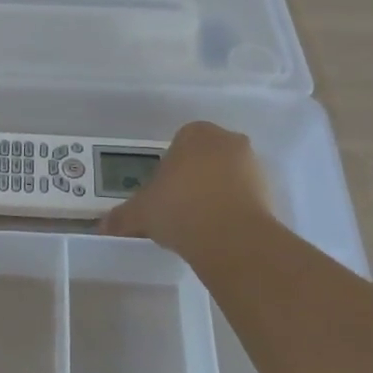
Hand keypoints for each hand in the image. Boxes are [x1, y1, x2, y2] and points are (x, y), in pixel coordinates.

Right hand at [96, 121, 273, 270]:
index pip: (178, 143)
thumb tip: (102, 226)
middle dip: (193, 176)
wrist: (231, 239)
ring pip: (226, 176)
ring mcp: (253, 165)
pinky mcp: (270, 192)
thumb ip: (122, 216)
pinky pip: (243, 196)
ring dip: (214, 192)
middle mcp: (227, 141)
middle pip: (204, 157)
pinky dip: (232, 209)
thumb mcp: (140, 212)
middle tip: (177, 204)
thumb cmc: (179, 209)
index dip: (168, 167)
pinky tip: (216, 231)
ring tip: (197, 222)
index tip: (161, 190)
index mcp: (195, 133)